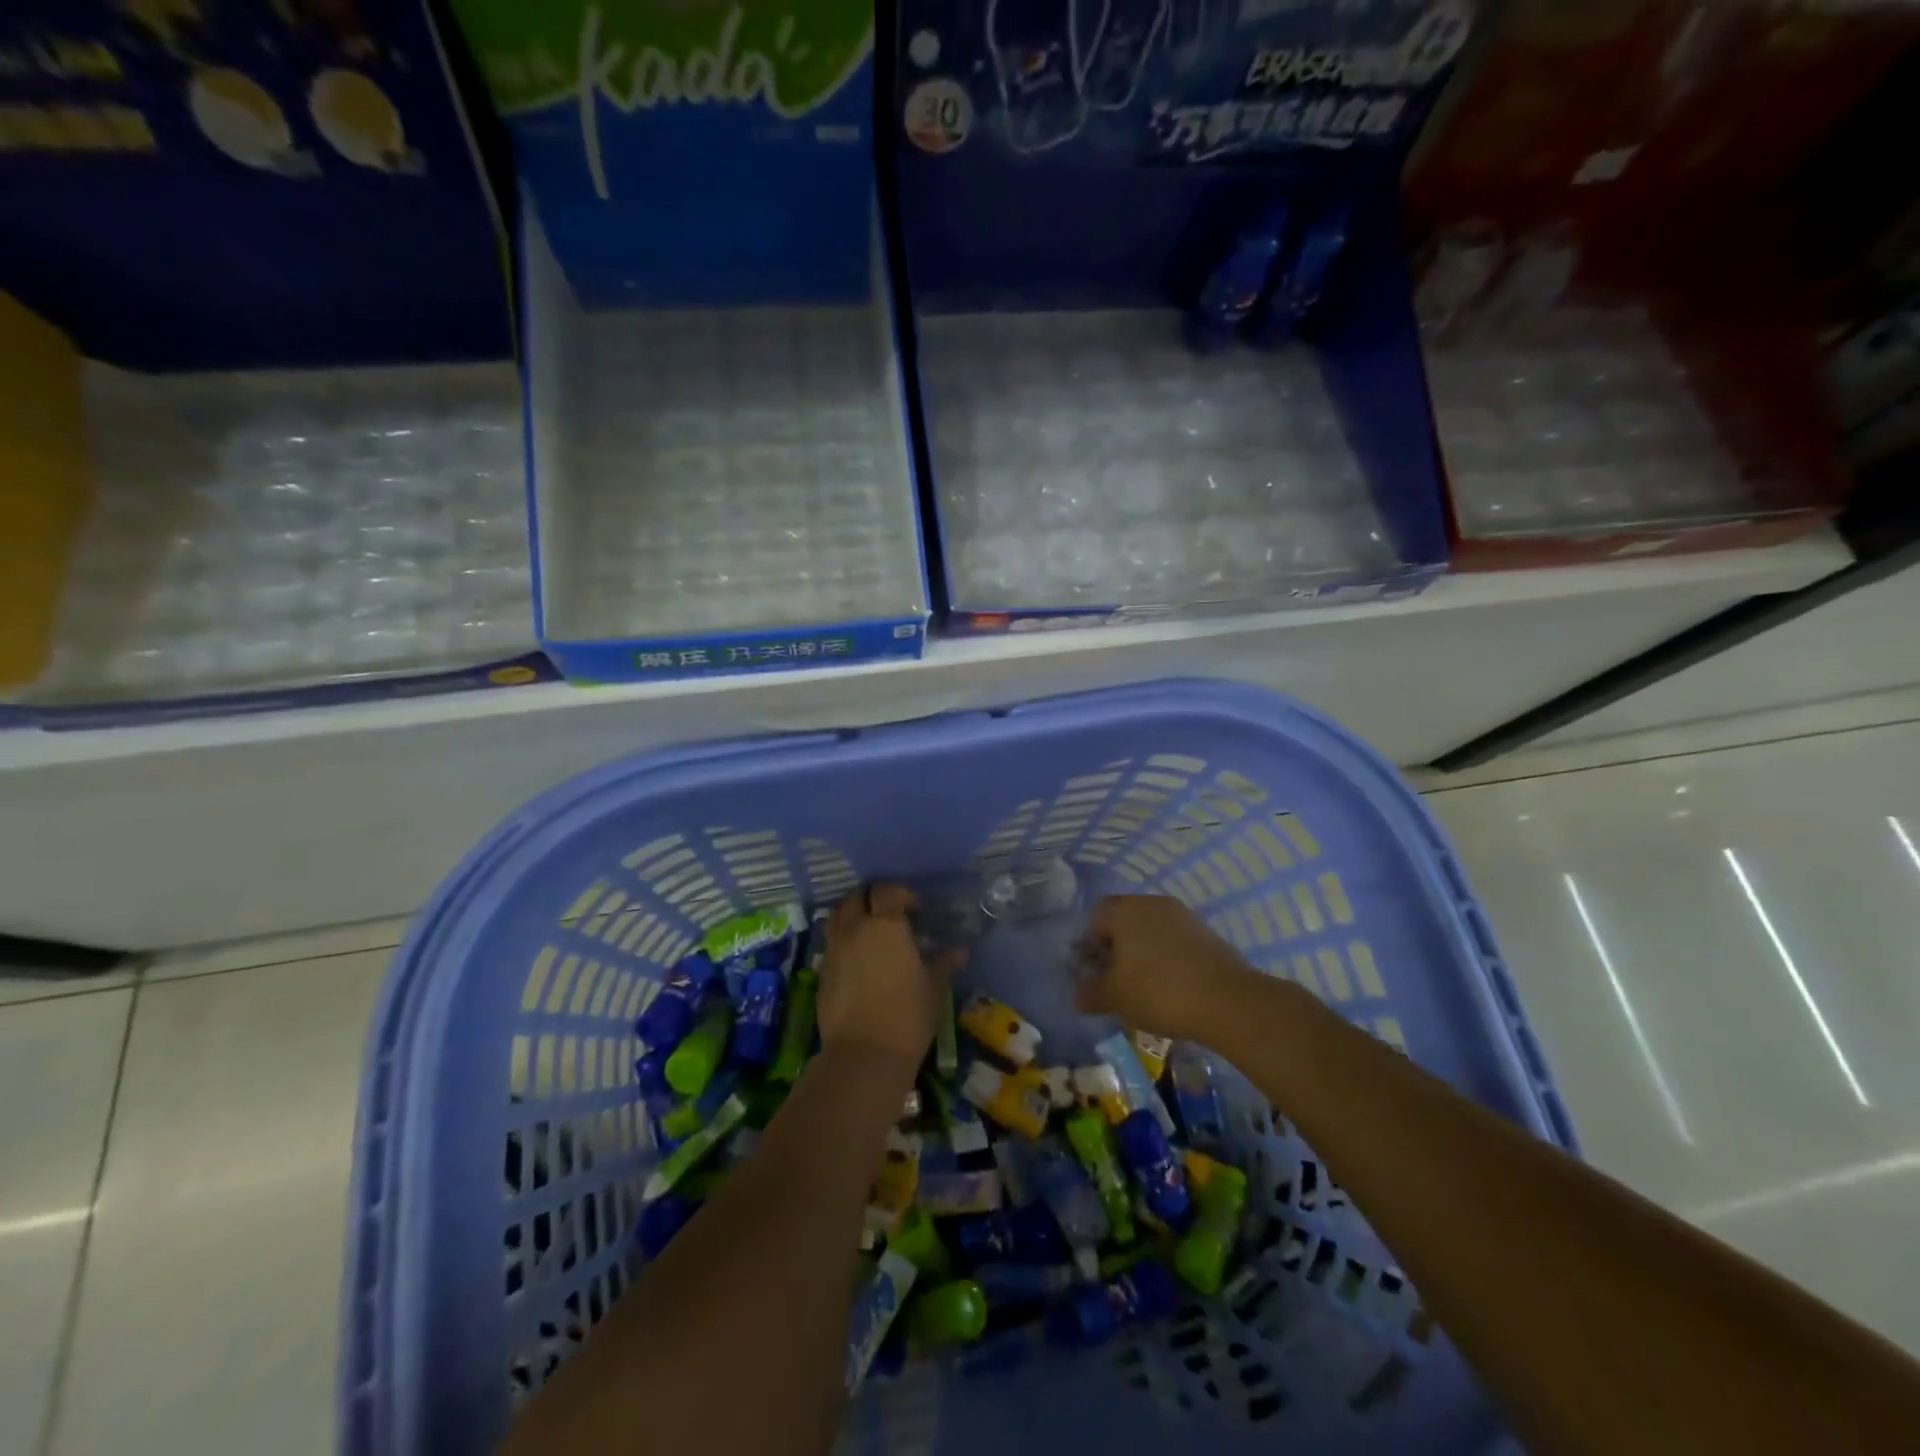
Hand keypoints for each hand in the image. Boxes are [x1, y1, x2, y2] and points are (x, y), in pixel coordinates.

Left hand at [818, 884, 949, 1070]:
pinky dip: (843, 941)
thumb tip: (959, 951)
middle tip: (889, 915)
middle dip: (872, 899)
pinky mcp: (822, 973)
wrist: (864, 1055)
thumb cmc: (908, 1016)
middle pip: (856, 896)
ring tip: (870, 932)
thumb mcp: (934, 988)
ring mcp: (834, 950)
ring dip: (853, 915)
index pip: (888, 891)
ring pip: (837, 916)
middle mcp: (855, 929)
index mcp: (885, 925)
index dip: (903, 894)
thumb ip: (943, 963)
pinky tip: (858, 961)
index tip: (917, 911)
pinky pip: (831, 943)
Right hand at [1076, 894, 1255, 1041]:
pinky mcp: (1206, 932)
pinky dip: (1168, 957)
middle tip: (1116, 980)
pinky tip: (1171, 986)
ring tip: (1144, 986)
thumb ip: (1090, 993)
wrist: (1227, 1001)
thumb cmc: (1158, 991)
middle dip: (1117, 948)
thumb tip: (1077, 995)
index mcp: (1124, 910)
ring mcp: (1183, 915)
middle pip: (1124, 920)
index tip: (1094, 973)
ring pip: (1151, 930)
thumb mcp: (1114, 998)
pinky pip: (1175, 940)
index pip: (1095, 917)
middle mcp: (1152, 903)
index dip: (1089, 945)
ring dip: (1143, 952)